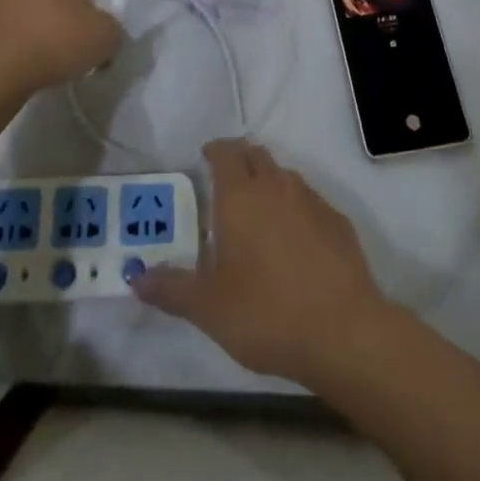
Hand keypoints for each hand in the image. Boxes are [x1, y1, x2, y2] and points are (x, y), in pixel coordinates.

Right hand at [134, 139, 392, 385]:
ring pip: (284, 176)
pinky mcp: (337, 220)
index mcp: (240, 196)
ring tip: (258, 213)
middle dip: (240, 159)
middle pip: (256, 155)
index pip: (225, 152)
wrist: (343, 330)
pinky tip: (295, 241)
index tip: (205, 156)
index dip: (214, 150)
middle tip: (227, 181)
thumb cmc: (266, 313)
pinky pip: (309, 201)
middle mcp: (276, 185)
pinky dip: (296, 208)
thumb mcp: (209, 308)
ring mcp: (311, 199)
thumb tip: (135, 278)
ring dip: (268, 183)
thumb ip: (171, 289)